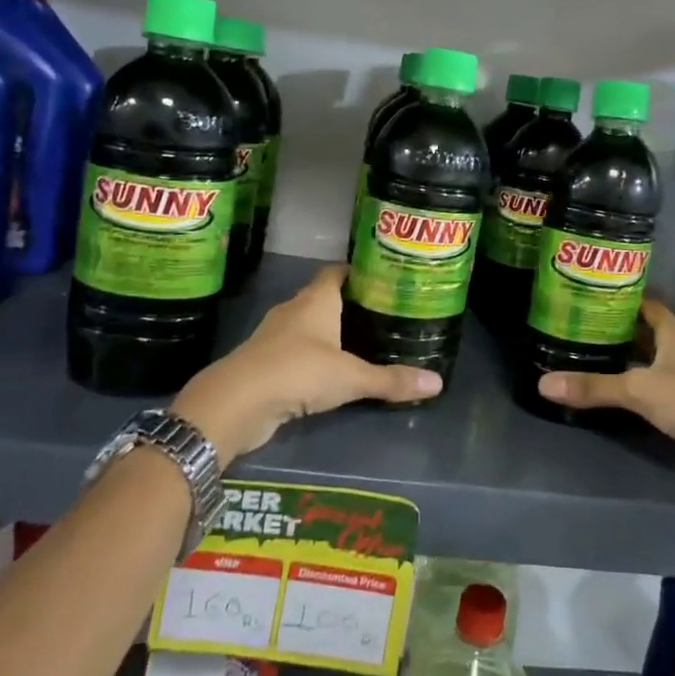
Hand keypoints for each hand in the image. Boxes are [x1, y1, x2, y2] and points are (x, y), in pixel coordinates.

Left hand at [172, 265, 439, 464]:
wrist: (236, 403)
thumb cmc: (298, 372)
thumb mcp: (352, 377)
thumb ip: (391, 380)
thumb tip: (438, 382)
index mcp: (315, 301)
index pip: (336, 273)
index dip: (356, 272)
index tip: (380, 278)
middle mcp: (293, 311)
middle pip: (322, 298)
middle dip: (348, 305)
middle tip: (380, 314)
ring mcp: (274, 337)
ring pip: (307, 327)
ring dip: (328, 333)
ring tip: (360, 343)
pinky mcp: (264, 364)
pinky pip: (294, 353)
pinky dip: (312, 359)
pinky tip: (330, 373)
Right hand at [535, 300, 674, 498]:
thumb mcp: (640, 391)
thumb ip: (594, 387)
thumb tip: (543, 384)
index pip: (646, 304)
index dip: (620, 299)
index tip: (588, 298)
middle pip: (646, 333)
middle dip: (616, 331)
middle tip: (576, 329)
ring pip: (651, 362)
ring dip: (626, 361)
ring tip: (586, 358)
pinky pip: (656, 390)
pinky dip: (636, 388)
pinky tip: (612, 394)